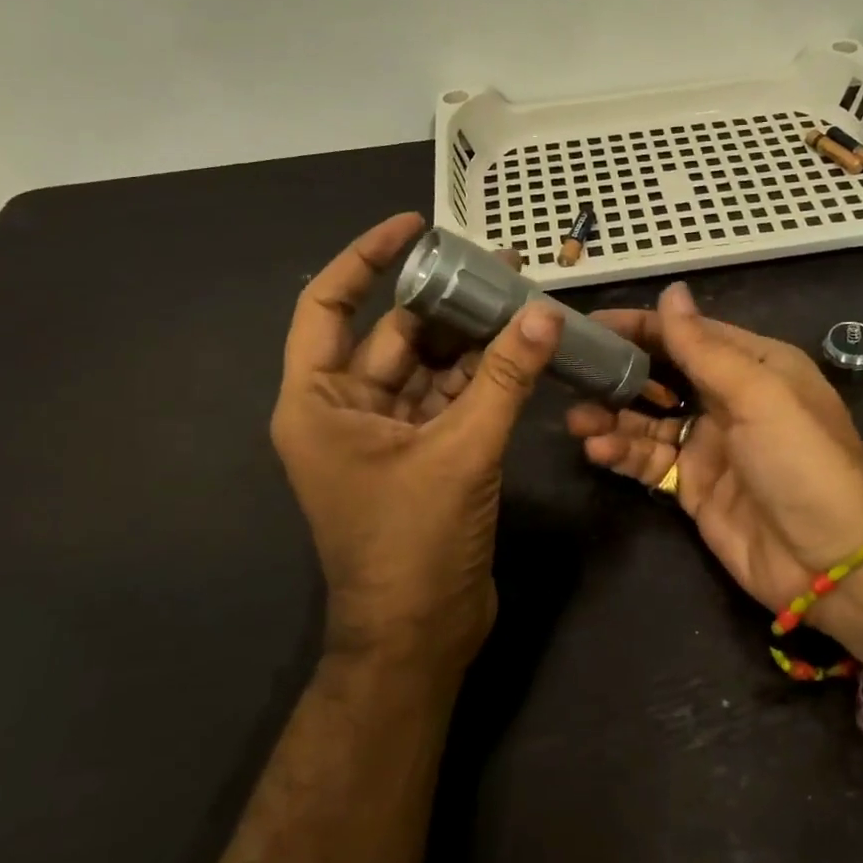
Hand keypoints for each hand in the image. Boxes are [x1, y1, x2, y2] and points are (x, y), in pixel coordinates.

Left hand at [272, 213, 563, 673]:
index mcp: (319, 402)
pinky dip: (483, 379)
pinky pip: (451, 400)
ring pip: (429, 367)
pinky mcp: (422, 457)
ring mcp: (385, 435)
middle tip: (499, 265)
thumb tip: (544, 313)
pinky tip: (522, 353)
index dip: (366, 258)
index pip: (327, 305)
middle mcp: (344, 411)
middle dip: (444, 301)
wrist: (421, 636)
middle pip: (393, 334)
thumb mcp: (461, 452)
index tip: (415, 227)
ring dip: (472, 340)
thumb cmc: (414, 544)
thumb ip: (503, 379)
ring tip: (521, 301)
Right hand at [566, 283, 862, 660]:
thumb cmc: (801, 461)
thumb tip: (671, 291)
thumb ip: (706, 348)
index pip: (686, 334)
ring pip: (647, 420)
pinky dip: (621, 453)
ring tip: (577, 420)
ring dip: (611, 416)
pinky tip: (596, 450)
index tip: (588, 325)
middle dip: (617, 374)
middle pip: (661, 375)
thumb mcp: (759, 394)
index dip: (639, 326)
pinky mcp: (692, 487)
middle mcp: (727, 398)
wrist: (831, 560)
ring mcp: (708, 444)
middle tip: (571, 374)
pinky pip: (649, 461)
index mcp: (752, 365)